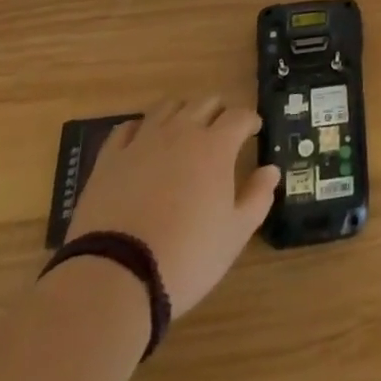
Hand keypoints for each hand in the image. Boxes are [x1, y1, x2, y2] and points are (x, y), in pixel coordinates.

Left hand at [67, 97, 280, 319]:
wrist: (115, 278)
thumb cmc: (186, 257)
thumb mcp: (234, 234)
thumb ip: (258, 197)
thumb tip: (271, 170)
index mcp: (216, 146)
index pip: (240, 116)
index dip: (250, 120)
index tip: (254, 130)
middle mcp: (182, 132)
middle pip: (205, 102)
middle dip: (219, 111)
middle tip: (222, 130)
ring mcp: (143, 141)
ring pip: (168, 107)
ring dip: (182, 112)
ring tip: (184, 130)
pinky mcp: (110, 158)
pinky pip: (128, 127)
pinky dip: (141, 128)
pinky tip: (143, 141)